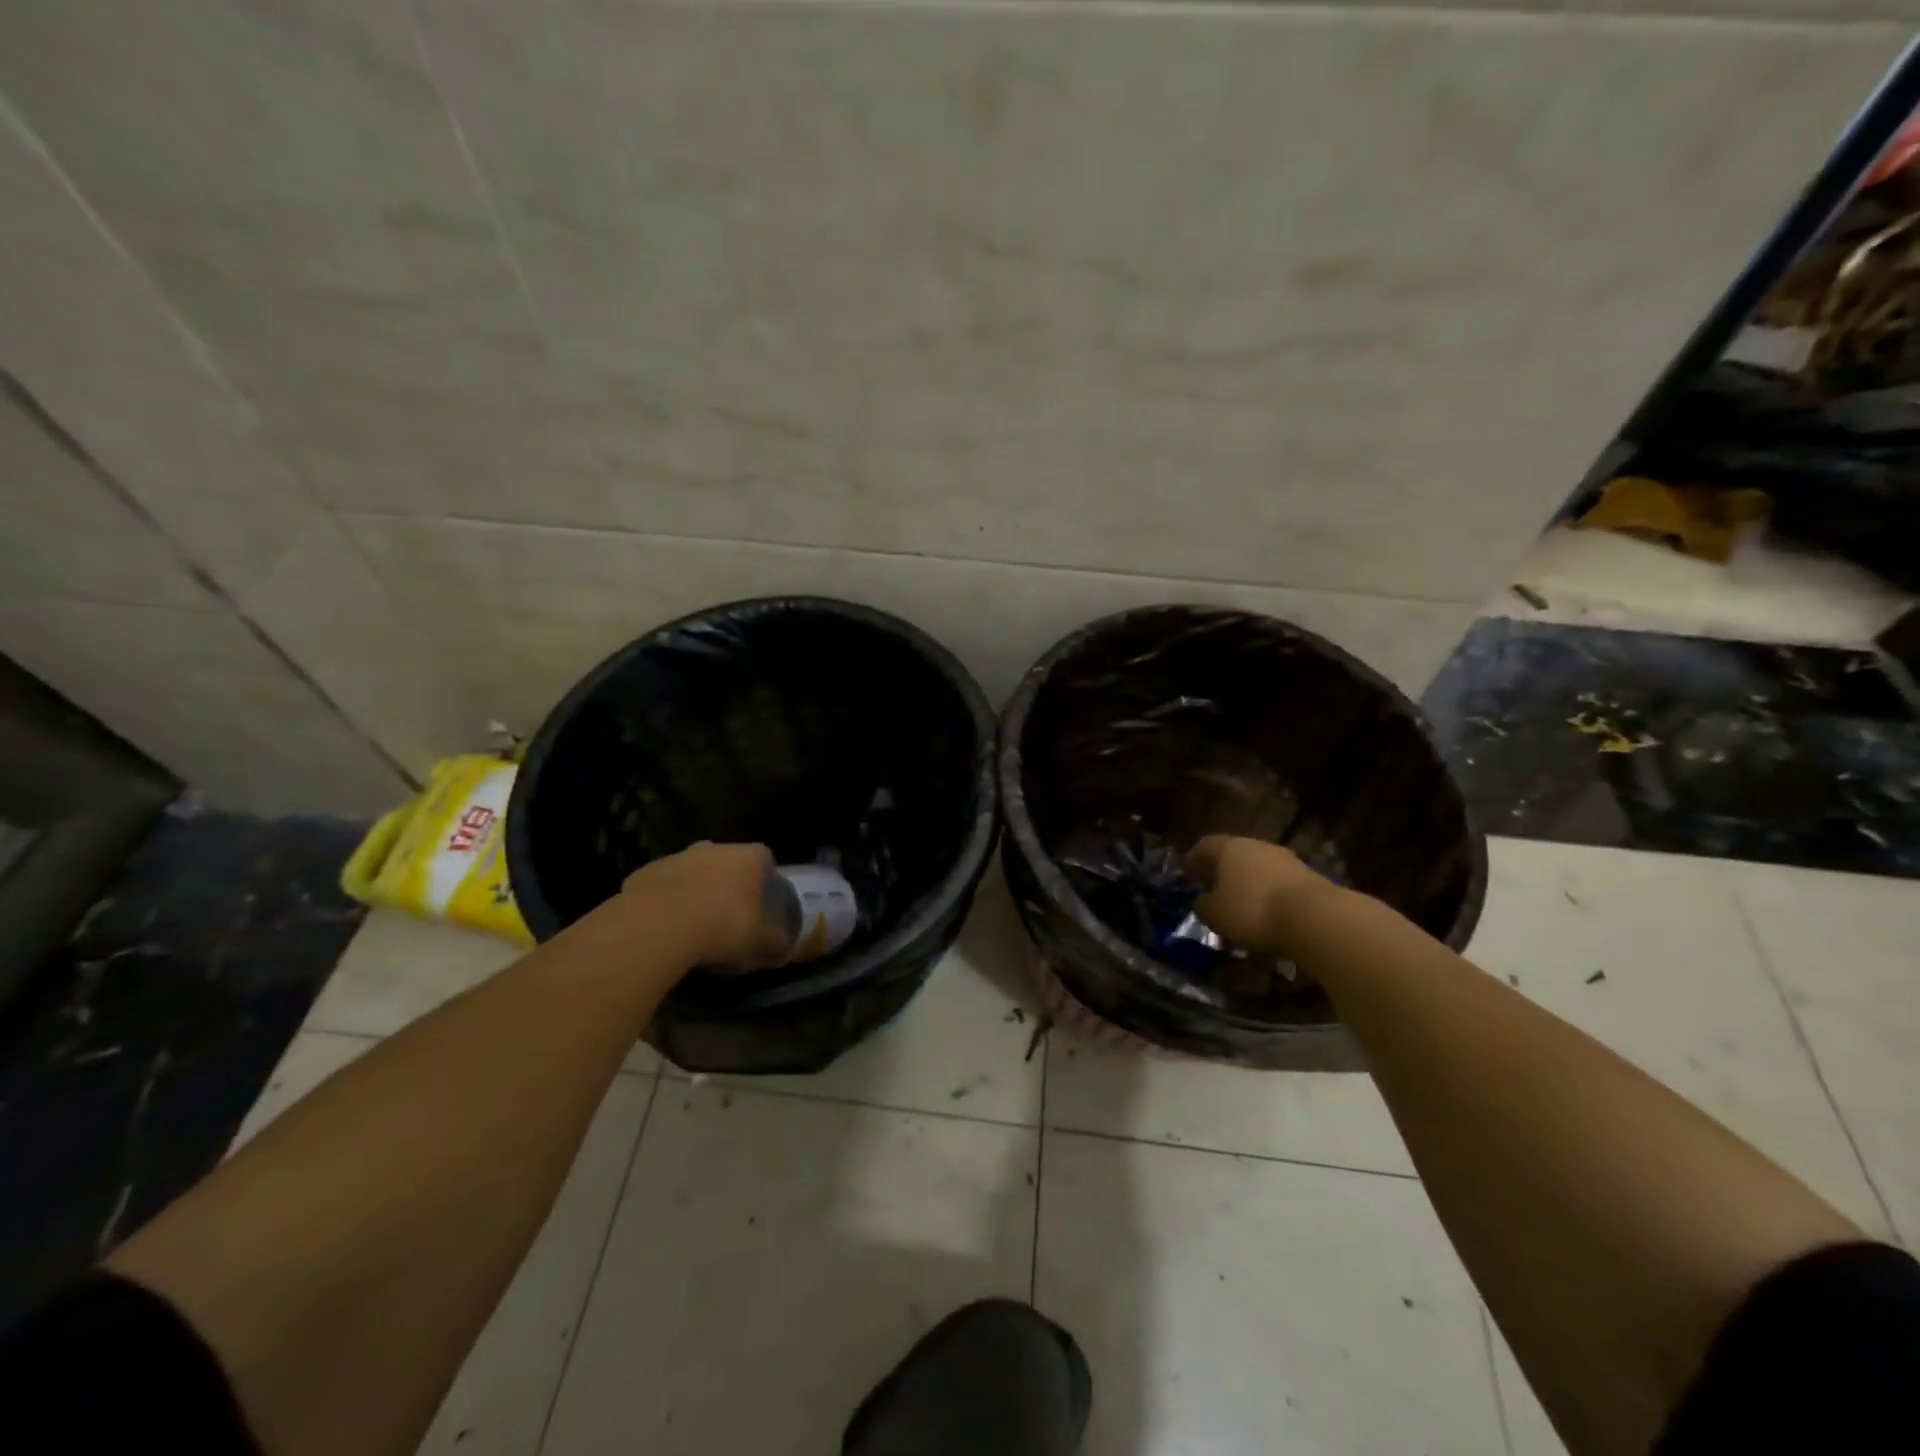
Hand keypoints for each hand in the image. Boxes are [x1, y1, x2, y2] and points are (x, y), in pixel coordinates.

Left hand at [621, 842, 790, 968]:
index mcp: (747, 857)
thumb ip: (777, 940)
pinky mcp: (645, 872)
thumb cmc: (723, 926)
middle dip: (728, 881)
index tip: (762, 899)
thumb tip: (786, 946)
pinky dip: (665, 899)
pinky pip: (662, 884)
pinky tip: (664, 925)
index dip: (764, 877)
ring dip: (694, 889)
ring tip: (693, 922)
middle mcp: (714, 849)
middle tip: (728, 911)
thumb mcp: (760, 941)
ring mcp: (677, 857)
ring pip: (692, 870)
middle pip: (726, 860)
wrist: (658, 926)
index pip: (764, 857)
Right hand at [1184, 835, 1339, 958]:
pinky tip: (1267, 915)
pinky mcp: (1308, 878)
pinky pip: (1278, 885)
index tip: (1185, 872)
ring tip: (1241, 907)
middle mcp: (1257, 846)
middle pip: (1233, 855)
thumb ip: (1204, 905)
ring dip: (1248, 885)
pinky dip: (1269, 897)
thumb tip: (1202, 901)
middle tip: (1212, 888)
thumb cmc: (1253, 910)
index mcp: (1229, 848)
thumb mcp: (1216, 914)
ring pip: (1258, 869)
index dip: (1192, 859)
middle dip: (1222, 872)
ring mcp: (1285, 860)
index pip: (1204, 846)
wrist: (1315, 917)